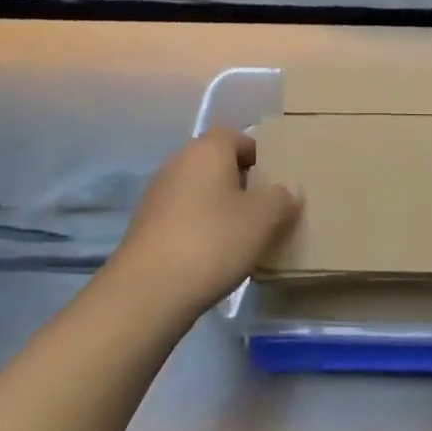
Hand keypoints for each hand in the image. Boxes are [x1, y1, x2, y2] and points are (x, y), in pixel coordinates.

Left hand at [112, 128, 301, 314]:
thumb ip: (282, 199)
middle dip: (238, 182)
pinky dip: (196, 228)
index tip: (273, 182)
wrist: (145, 293)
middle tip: (261, 210)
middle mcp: (178, 161)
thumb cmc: (212, 242)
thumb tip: (288, 191)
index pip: (237, 137)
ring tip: (238, 237)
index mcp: (208, 149)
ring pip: (197, 190)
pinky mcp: (143, 226)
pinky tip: (209, 257)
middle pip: (216, 162)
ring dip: (216, 207)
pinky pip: (180, 216)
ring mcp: (156, 194)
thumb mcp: (263, 220)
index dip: (257, 155)